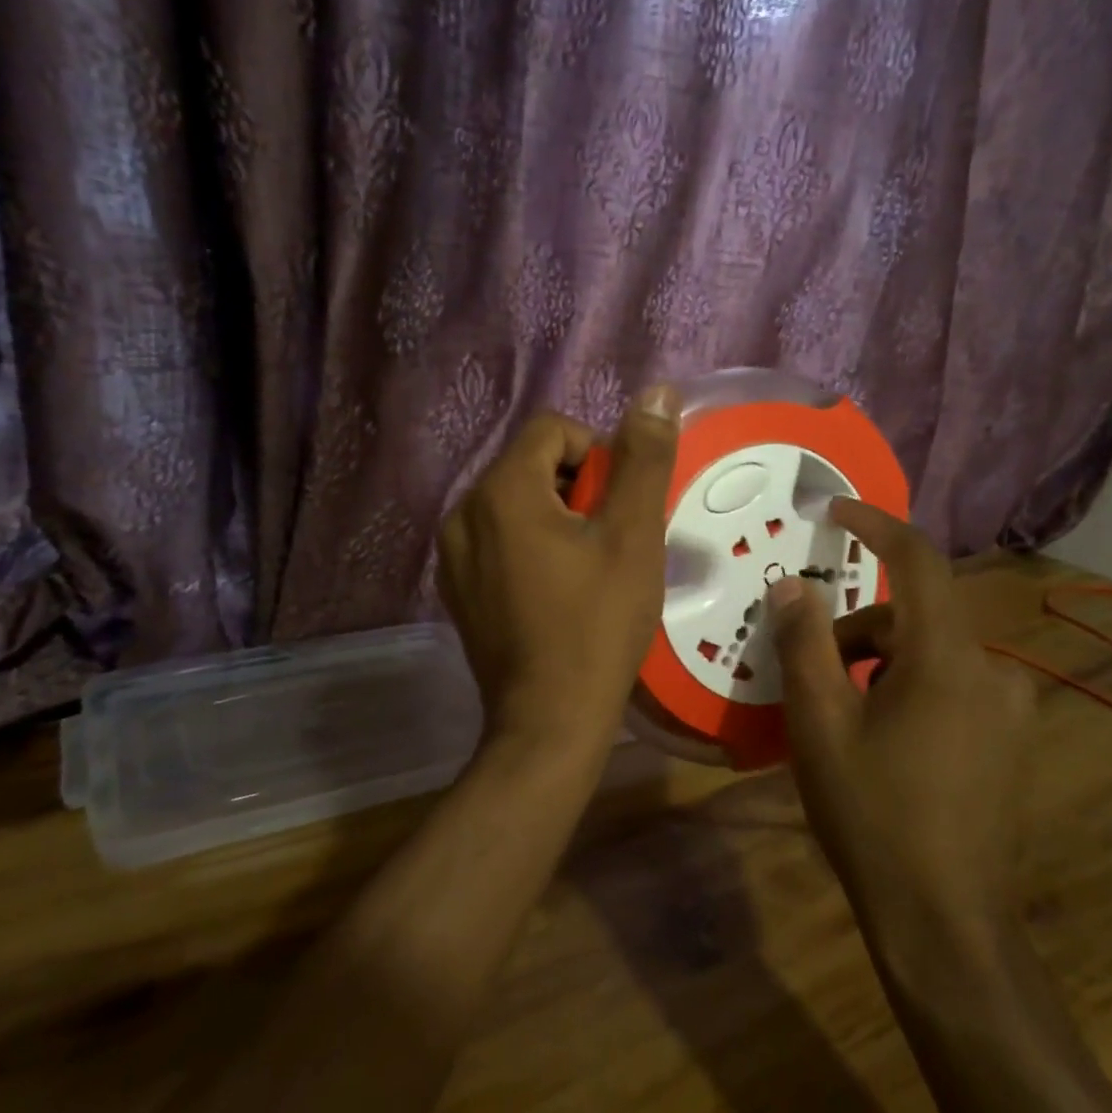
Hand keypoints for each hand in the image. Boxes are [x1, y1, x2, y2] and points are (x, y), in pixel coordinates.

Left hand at [439, 387, 677, 758]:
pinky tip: (556, 593)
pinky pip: (498, 541)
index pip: (552, 429)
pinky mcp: (456, 589)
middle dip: (577, 489)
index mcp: (501, 490)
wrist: (549, 719)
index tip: (620, 507)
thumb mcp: (633, 536)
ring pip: (514, 504)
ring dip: (555, 519)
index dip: (597, 455)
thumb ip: (644, 459)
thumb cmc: (597, 624)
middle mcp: (463, 512)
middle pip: (531, 465)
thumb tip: (658, 393)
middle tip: (609, 542)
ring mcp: (452, 555)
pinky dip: (530, 548)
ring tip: (586, 570)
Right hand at [767, 499, 1035, 944]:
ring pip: (930, 655)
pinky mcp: (1010, 741)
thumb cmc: (872, 813)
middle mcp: (993, 671)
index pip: (918, 561)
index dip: (875, 525)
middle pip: (914, 617)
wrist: (944, 921)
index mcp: (949, 658)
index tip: (834, 510)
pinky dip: (906, 690)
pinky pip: (950, 687)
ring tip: (839, 720)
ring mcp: (1010, 710)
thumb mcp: (820, 723)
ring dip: (879, 665)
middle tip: (809, 674)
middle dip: (856, 630)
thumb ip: (804, 643)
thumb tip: (793, 584)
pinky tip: (881, 743)